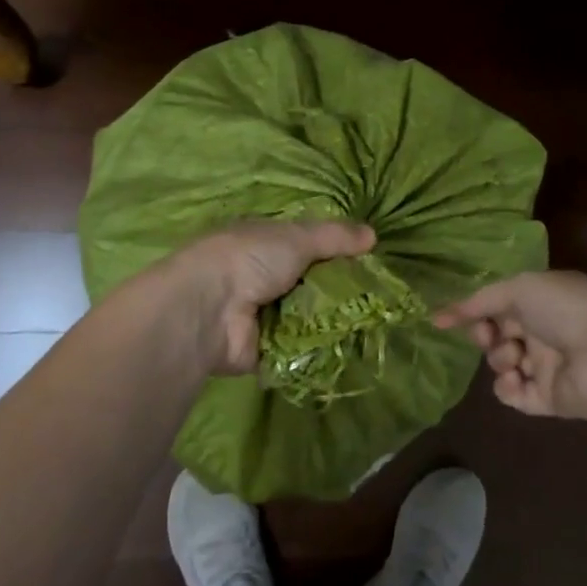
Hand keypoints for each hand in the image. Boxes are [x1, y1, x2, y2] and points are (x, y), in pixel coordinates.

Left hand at [165, 220, 376, 375]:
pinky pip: (300, 348)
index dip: (335, 251)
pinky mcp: (264, 351)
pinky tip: (352, 346)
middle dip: (337, 289)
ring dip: (332, 319)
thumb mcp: (297, 237)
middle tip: (377, 296)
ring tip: (372, 322)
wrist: (209, 310)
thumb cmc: (250, 259)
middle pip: (309, 282)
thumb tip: (373, 234)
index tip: (368, 260)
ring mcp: (262, 315)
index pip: (306, 245)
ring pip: (308, 316)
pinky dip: (319, 347)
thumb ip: (334, 237)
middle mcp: (262, 277)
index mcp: (263, 243)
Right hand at [434, 270, 586, 419]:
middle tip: (491, 338)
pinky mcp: (549, 399)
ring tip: (513, 359)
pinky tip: (515, 381)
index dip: (476, 313)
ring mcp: (546, 366)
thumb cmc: (565, 308)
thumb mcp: (518, 289)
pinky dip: (508, 389)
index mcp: (540, 301)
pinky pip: (515, 396)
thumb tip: (436, 316)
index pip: (498, 306)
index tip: (455, 320)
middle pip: (498, 336)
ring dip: (499, 361)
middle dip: (486, 337)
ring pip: (503, 365)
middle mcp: (542, 332)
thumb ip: (478, 302)